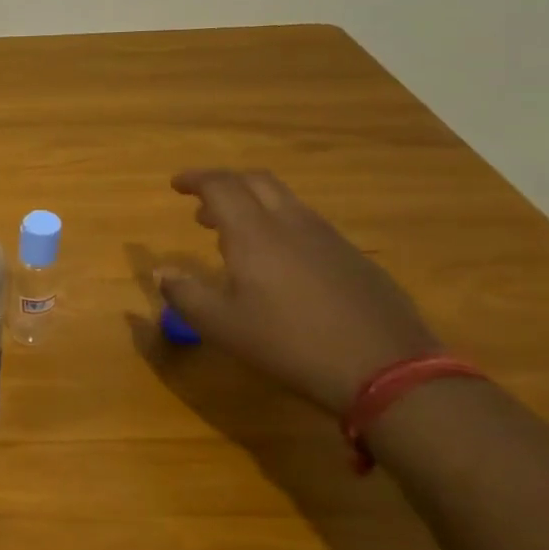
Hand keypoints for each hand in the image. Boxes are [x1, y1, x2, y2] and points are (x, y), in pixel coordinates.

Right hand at [159, 169, 439, 415]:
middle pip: (257, 182)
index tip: (176, 184)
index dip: (195, 179)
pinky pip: (309, 225)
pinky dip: (282, 227)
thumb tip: (162, 271)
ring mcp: (330, 238)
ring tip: (235, 236)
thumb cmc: (289, 344)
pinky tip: (280, 264)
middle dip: (226, 184)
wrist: (386, 369)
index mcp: (254, 233)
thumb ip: (185, 294)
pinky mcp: (355, 259)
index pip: (221, 186)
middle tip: (203, 206)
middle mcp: (292, 223)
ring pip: (286, 202)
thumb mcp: (221, 326)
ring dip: (254, 206)